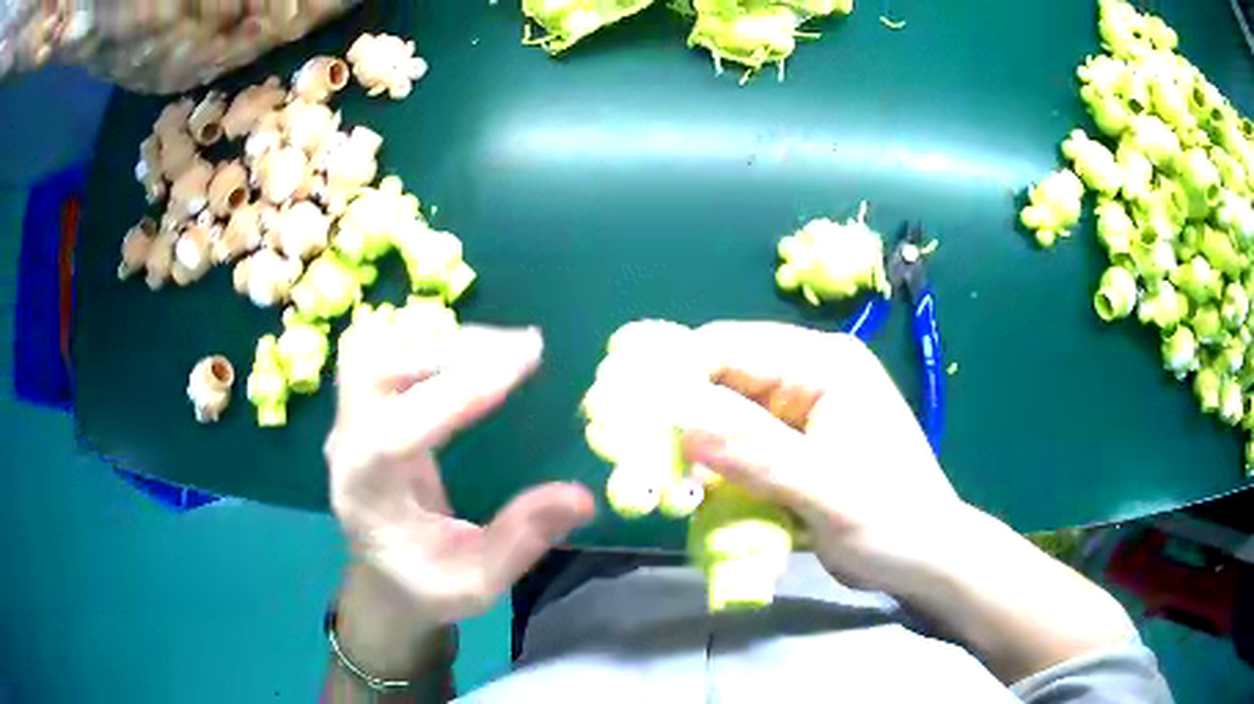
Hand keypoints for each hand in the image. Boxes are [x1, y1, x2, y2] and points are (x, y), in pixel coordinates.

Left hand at [325, 316, 593, 637]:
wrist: (383, 579)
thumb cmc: (426, 586)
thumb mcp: (479, 583)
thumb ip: (522, 540)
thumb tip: (582, 496)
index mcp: (367, 494)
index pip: (399, 430)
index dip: (460, 391)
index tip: (526, 359)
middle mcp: (348, 445)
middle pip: (377, 368)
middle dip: (449, 349)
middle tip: (522, 348)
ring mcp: (350, 420)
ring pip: (379, 347)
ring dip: (441, 338)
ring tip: (504, 347)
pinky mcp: (363, 407)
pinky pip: (386, 351)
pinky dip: (429, 340)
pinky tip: (473, 351)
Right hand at [679, 322, 1133, 681]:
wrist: (926, 559)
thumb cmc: (892, 519)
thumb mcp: (828, 489)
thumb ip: (758, 454)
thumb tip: (679, 420)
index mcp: (824, 364)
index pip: (731, 348)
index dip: (676, 375)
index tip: (628, 413)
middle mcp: (807, 377)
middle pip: (721, 380)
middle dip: (678, 417)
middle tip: (636, 455)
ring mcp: (798, 414)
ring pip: (723, 416)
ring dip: (692, 448)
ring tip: (661, 481)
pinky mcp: (792, 449)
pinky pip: (737, 448)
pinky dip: (713, 470)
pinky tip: (696, 495)